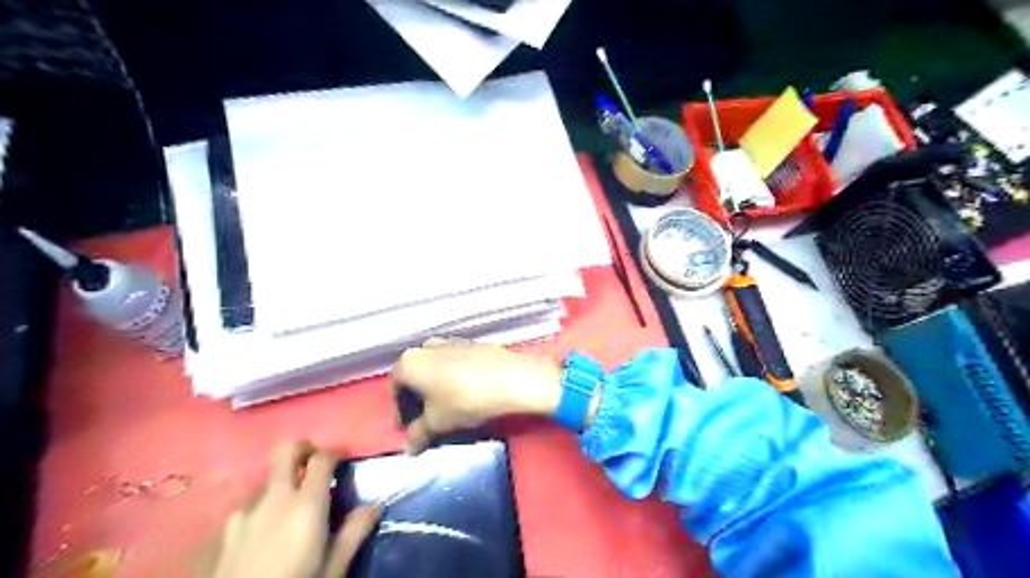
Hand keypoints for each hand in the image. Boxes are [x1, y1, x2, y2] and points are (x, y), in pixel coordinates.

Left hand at [207, 442, 379, 577]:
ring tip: (293, 509)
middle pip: (285, 450)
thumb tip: (374, 507)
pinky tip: (268, 531)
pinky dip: (265, 506)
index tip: (344, 459)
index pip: (322, 458)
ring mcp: (244, 512)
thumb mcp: (333, 568)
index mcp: (306, 505)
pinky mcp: (226, 530)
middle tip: (316, 463)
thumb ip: (353, 533)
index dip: (335, 452)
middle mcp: (274, 499)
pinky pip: (250, 504)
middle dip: (304, 449)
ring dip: (284, 482)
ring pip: (268, 478)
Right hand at [392, 338, 562, 455]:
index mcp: (409, 363)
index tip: (410, 428)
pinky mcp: (473, 344)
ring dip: (437, 387)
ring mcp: (451, 342)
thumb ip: (418, 435)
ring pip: (436, 368)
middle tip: (428, 419)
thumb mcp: (437, 423)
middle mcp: (426, 346)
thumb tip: (409, 448)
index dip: (402, 411)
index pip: (397, 389)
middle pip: (416, 376)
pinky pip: (455, 363)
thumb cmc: (464, 401)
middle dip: (419, 398)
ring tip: (449, 407)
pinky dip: (454, 378)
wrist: (510, 379)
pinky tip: (467, 393)